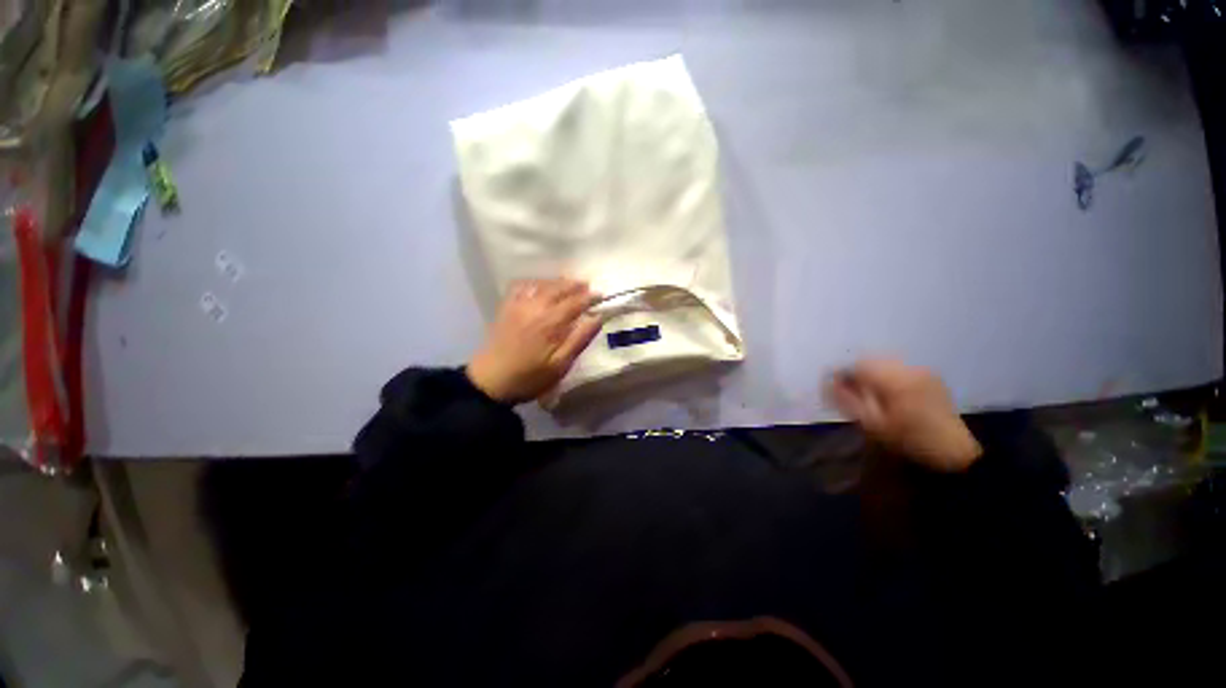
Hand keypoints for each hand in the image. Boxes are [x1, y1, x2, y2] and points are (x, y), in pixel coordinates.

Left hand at [467, 278, 602, 403]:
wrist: (490, 381)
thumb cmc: (530, 377)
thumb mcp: (560, 365)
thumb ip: (580, 339)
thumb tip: (597, 317)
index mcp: (551, 322)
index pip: (575, 302)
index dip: (590, 297)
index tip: (601, 295)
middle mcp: (535, 307)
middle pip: (558, 288)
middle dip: (575, 285)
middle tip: (587, 286)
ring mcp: (518, 305)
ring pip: (541, 284)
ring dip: (557, 282)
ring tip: (568, 284)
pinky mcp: (506, 308)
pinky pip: (521, 286)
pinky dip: (535, 282)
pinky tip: (540, 286)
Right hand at [827, 359, 981, 472]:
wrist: (953, 452)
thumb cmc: (908, 440)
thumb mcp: (872, 424)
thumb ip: (847, 400)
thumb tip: (826, 383)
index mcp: (895, 380)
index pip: (858, 365)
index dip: (840, 373)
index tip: (831, 386)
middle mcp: (909, 369)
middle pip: (871, 361)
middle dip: (855, 372)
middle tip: (846, 390)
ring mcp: (922, 371)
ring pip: (885, 363)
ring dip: (870, 373)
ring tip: (865, 392)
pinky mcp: (929, 377)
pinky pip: (898, 368)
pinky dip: (885, 375)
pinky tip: (886, 392)